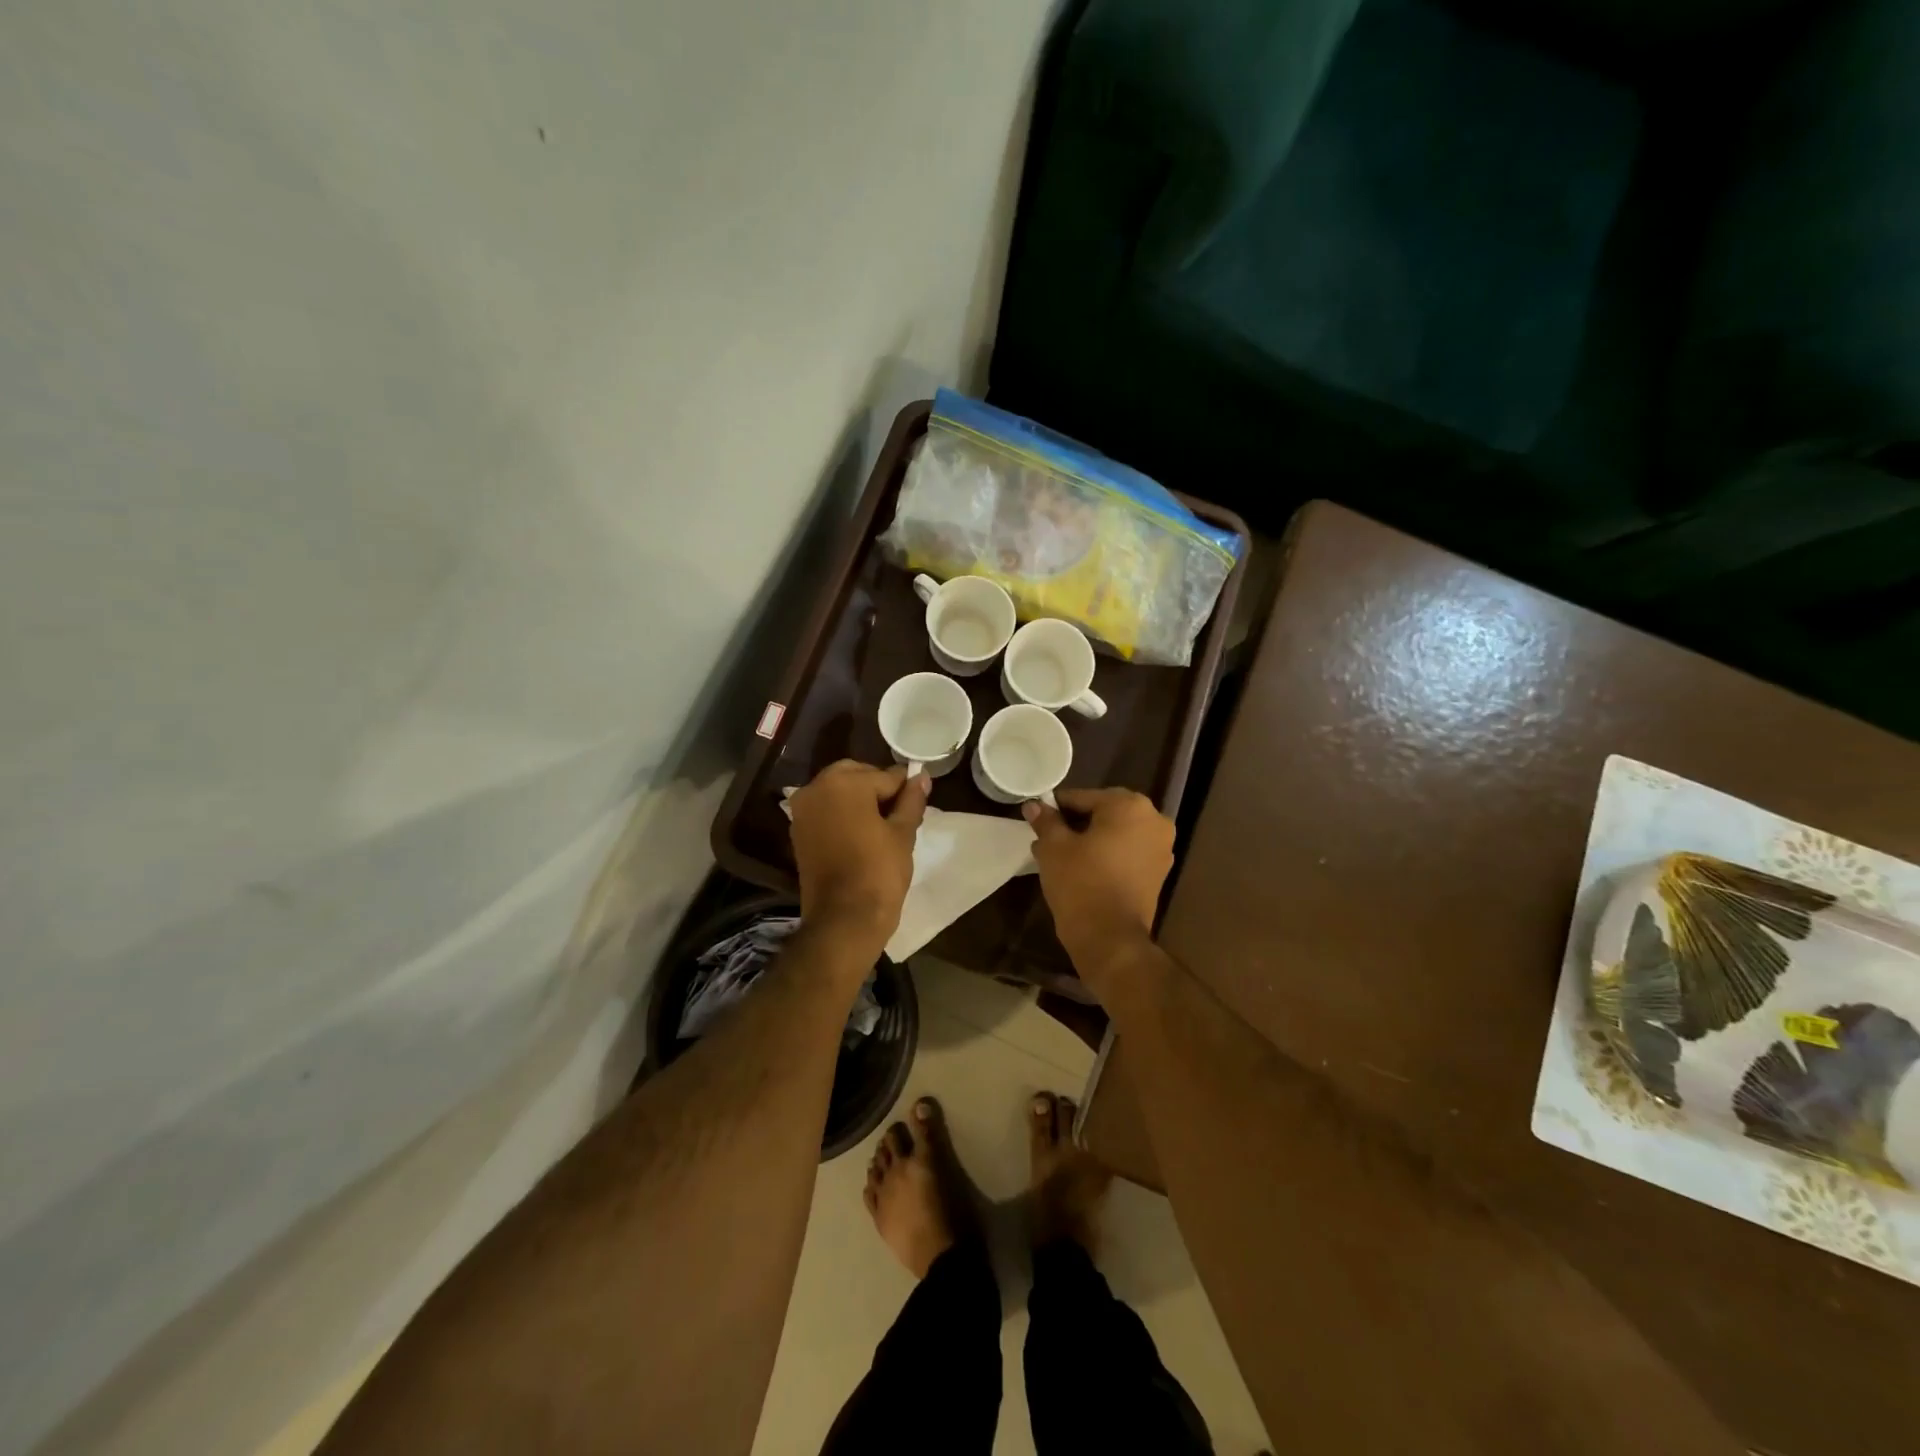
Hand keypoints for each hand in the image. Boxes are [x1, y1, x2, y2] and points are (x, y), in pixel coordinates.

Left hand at [788, 760, 929, 958]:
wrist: (843, 920)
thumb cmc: (879, 872)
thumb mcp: (903, 833)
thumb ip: (911, 800)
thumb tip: (921, 776)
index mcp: (844, 782)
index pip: (885, 776)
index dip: (905, 789)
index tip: (918, 801)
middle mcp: (816, 788)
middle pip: (856, 776)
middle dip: (878, 789)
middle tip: (900, 814)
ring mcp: (803, 810)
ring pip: (838, 791)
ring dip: (859, 800)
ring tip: (883, 826)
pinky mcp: (798, 831)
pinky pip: (825, 810)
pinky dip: (843, 814)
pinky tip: (862, 834)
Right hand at [1023, 788, 1173, 983]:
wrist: (1110, 938)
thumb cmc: (1080, 883)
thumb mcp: (1054, 847)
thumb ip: (1045, 820)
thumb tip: (1033, 804)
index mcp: (1129, 805)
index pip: (1083, 797)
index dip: (1057, 807)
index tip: (1039, 819)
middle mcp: (1154, 819)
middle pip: (1104, 812)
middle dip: (1076, 823)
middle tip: (1049, 837)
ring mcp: (1161, 847)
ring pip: (1117, 833)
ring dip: (1092, 839)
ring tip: (1062, 855)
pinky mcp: (1159, 872)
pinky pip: (1128, 852)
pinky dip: (1108, 854)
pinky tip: (1083, 868)